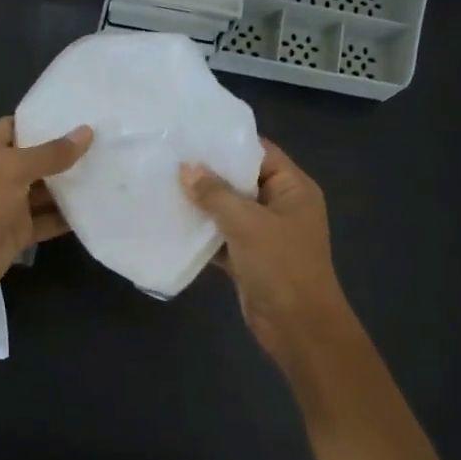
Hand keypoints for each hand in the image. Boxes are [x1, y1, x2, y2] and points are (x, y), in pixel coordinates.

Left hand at [0, 117, 92, 309]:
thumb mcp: (12, 169)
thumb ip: (50, 153)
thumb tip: (86, 132)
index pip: (17, 126)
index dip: (45, 121)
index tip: (81, 116)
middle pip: (35, 160)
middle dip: (65, 154)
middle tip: (106, 143)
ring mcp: (6, 205)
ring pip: (44, 192)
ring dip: (71, 187)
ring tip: (110, 172)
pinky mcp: (17, 233)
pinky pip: (47, 221)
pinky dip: (67, 218)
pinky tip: (97, 208)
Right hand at [181, 141, 355, 375]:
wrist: (297, 326)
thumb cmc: (280, 265)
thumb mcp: (247, 223)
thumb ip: (215, 194)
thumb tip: (186, 168)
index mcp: (293, 189)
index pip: (260, 152)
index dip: (228, 142)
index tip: (191, 133)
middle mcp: (280, 206)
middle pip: (241, 181)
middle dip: (208, 173)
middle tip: (169, 158)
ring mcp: (264, 234)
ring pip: (229, 211)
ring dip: (201, 204)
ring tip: (163, 185)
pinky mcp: (248, 258)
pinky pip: (222, 237)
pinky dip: (201, 233)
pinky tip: (171, 223)